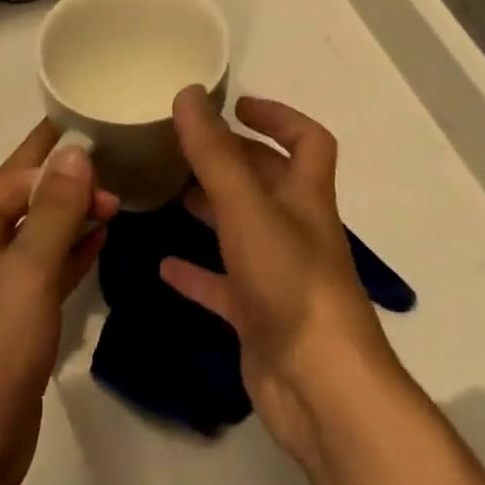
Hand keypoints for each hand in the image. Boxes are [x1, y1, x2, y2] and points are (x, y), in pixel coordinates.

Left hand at [0, 122, 115, 484]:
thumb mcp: (26, 271)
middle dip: (68, 186)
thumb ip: (53, 208)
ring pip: (35, 237)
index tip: (104, 140)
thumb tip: (75, 151)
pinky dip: (67, 255)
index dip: (60, 159)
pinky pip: (40, 272)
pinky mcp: (5, 322)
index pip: (16, 175)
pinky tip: (99, 241)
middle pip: (24, 201)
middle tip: (120, 171)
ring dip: (71, 218)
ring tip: (117, 199)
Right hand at [162, 88, 401, 470]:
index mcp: (305, 198)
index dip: (278, 116)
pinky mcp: (259, 317)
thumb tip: (189, 94)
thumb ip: (214, 154)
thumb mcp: (247, 210)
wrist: (321, 390)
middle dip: (233, 159)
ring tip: (171, 191)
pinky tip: (163, 265)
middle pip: (268, 182)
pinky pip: (223, 285)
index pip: (307, 140)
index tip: (237, 105)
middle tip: (185, 145)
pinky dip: (196, 272)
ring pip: (243, 230)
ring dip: (213, 209)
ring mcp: (277, 276)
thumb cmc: (291, 285)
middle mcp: (295, 231)